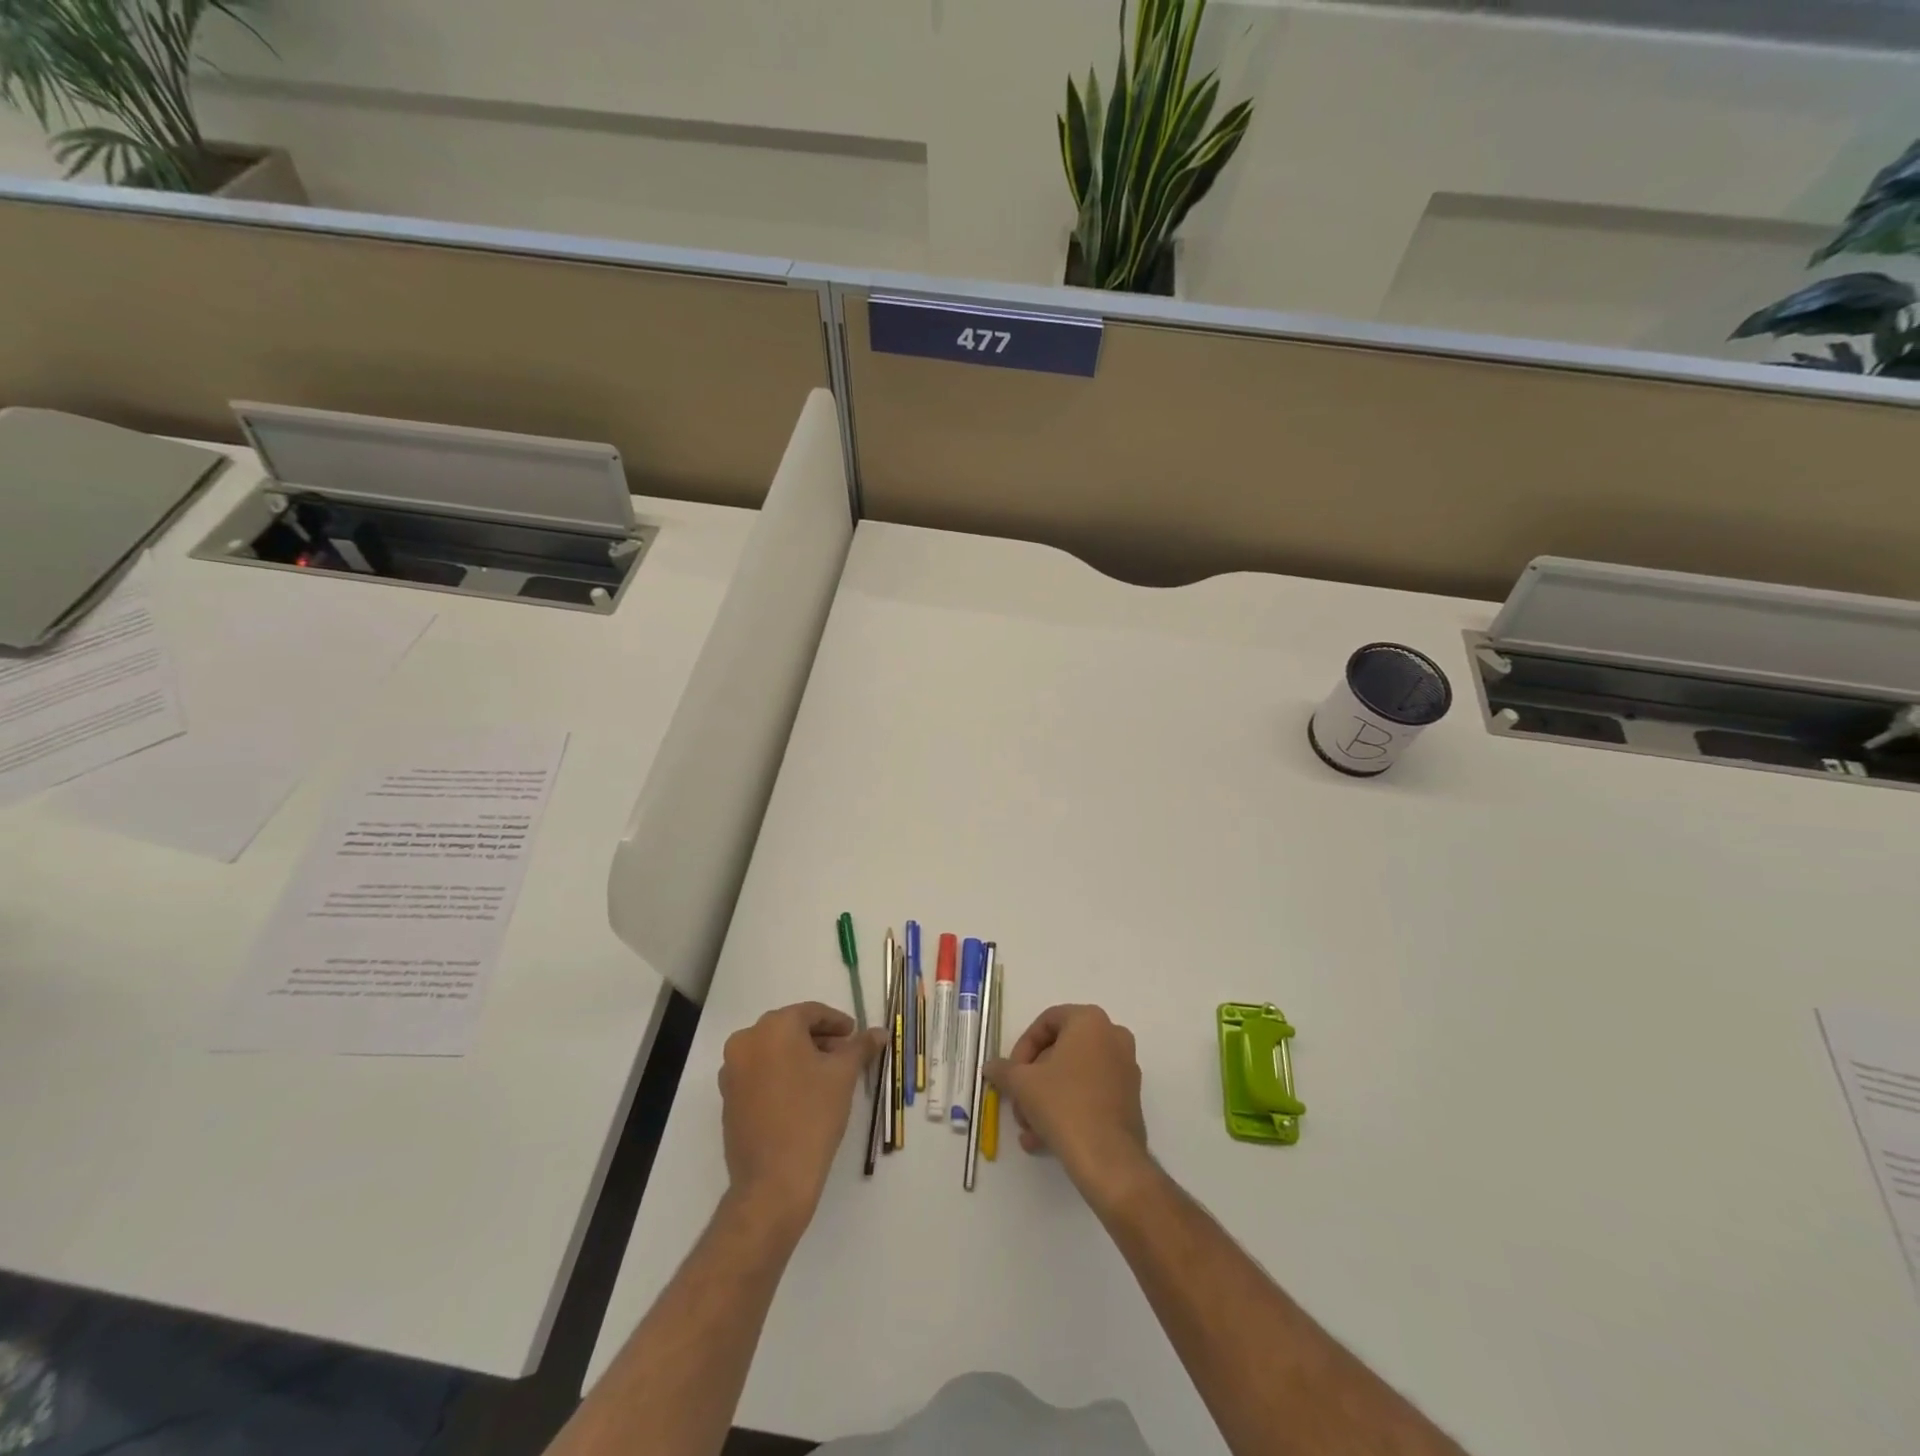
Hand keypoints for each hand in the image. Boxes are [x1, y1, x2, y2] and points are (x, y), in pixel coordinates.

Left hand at [719, 1002, 882, 1234]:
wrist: (773, 1181)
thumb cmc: (812, 1115)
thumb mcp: (844, 1075)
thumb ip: (861, 1047)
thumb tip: (880, 1032)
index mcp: (773, 1027)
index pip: (811, 1013)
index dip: (837, 1022)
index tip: (855, 1035)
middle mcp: (746, 1041)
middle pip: (790, 1029)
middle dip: (819, 1039)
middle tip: (845, 1055)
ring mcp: (732, 1071)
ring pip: (773, 1051)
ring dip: (800, 1057)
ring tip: (827, 1076)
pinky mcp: (728, 1098)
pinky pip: (760, 1073)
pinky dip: (781, 1074)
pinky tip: (803, 1094)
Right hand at [985, 1004, 1150, 1208]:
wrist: (1108, 1159)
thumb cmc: (1064, 1104)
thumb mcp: (1022, 1083)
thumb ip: (1004, 1070)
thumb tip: (991, 1067)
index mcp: (1090, 1021)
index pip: (1047, 1022)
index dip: (1023, 1047)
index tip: (1011, 1073)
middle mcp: (1113, 1038)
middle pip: (1060, 1052)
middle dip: (1033, 1080)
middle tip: (1017, 1103)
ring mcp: (1125, 1070)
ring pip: (1073, 1077)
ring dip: (1045, 1099)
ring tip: (1027, 1129)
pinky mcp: (1129, 1100)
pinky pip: (1089, 1095)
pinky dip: (1066, 1110)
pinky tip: (1042, 1140)